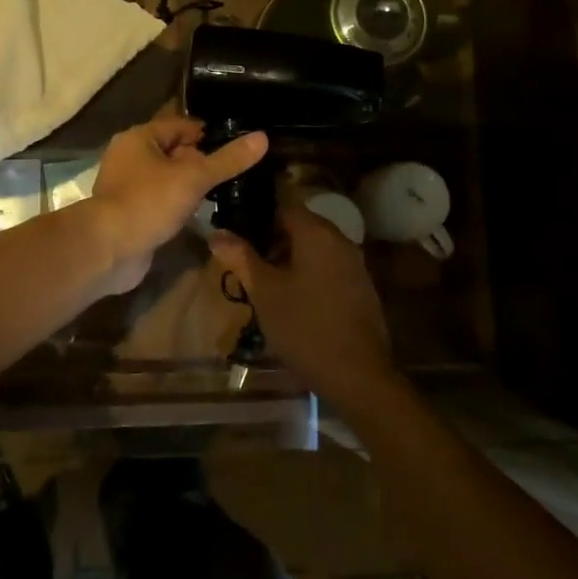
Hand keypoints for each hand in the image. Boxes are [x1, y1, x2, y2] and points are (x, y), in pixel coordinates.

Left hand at [87, 114, 268, 291]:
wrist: (108, 249)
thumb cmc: (149, 202)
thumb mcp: (194, 178)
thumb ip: (227, 160)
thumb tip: (262, 138)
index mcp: (139, 138)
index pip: (180, 126)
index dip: (208, 133)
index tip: (238, 144)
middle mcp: (129, 157)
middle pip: (173, 152)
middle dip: (200, 161)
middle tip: (235, 170)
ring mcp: (127, 187)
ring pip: (167, 178)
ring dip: (189, 185)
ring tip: (223, 191)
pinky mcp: (129, 213)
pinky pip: (159, 201)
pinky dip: (177, 205)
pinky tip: (199, 214)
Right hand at [209, 204, 402, 411]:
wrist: (358, 375)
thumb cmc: (304, 327)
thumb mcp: (264, 292)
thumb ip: (241, 257)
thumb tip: (217, 233)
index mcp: (317, 233)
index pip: (283, 203)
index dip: (256, 213)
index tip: (234, 226)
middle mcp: (340, 239)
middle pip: (300, 224)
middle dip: (270, 237)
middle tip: (243, 258)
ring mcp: (354, 263)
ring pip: (314, 247)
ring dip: (288, 257)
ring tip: (262, 280)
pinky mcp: (361, 286)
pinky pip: (328, 265)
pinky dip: (307, 271)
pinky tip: (291, 297)